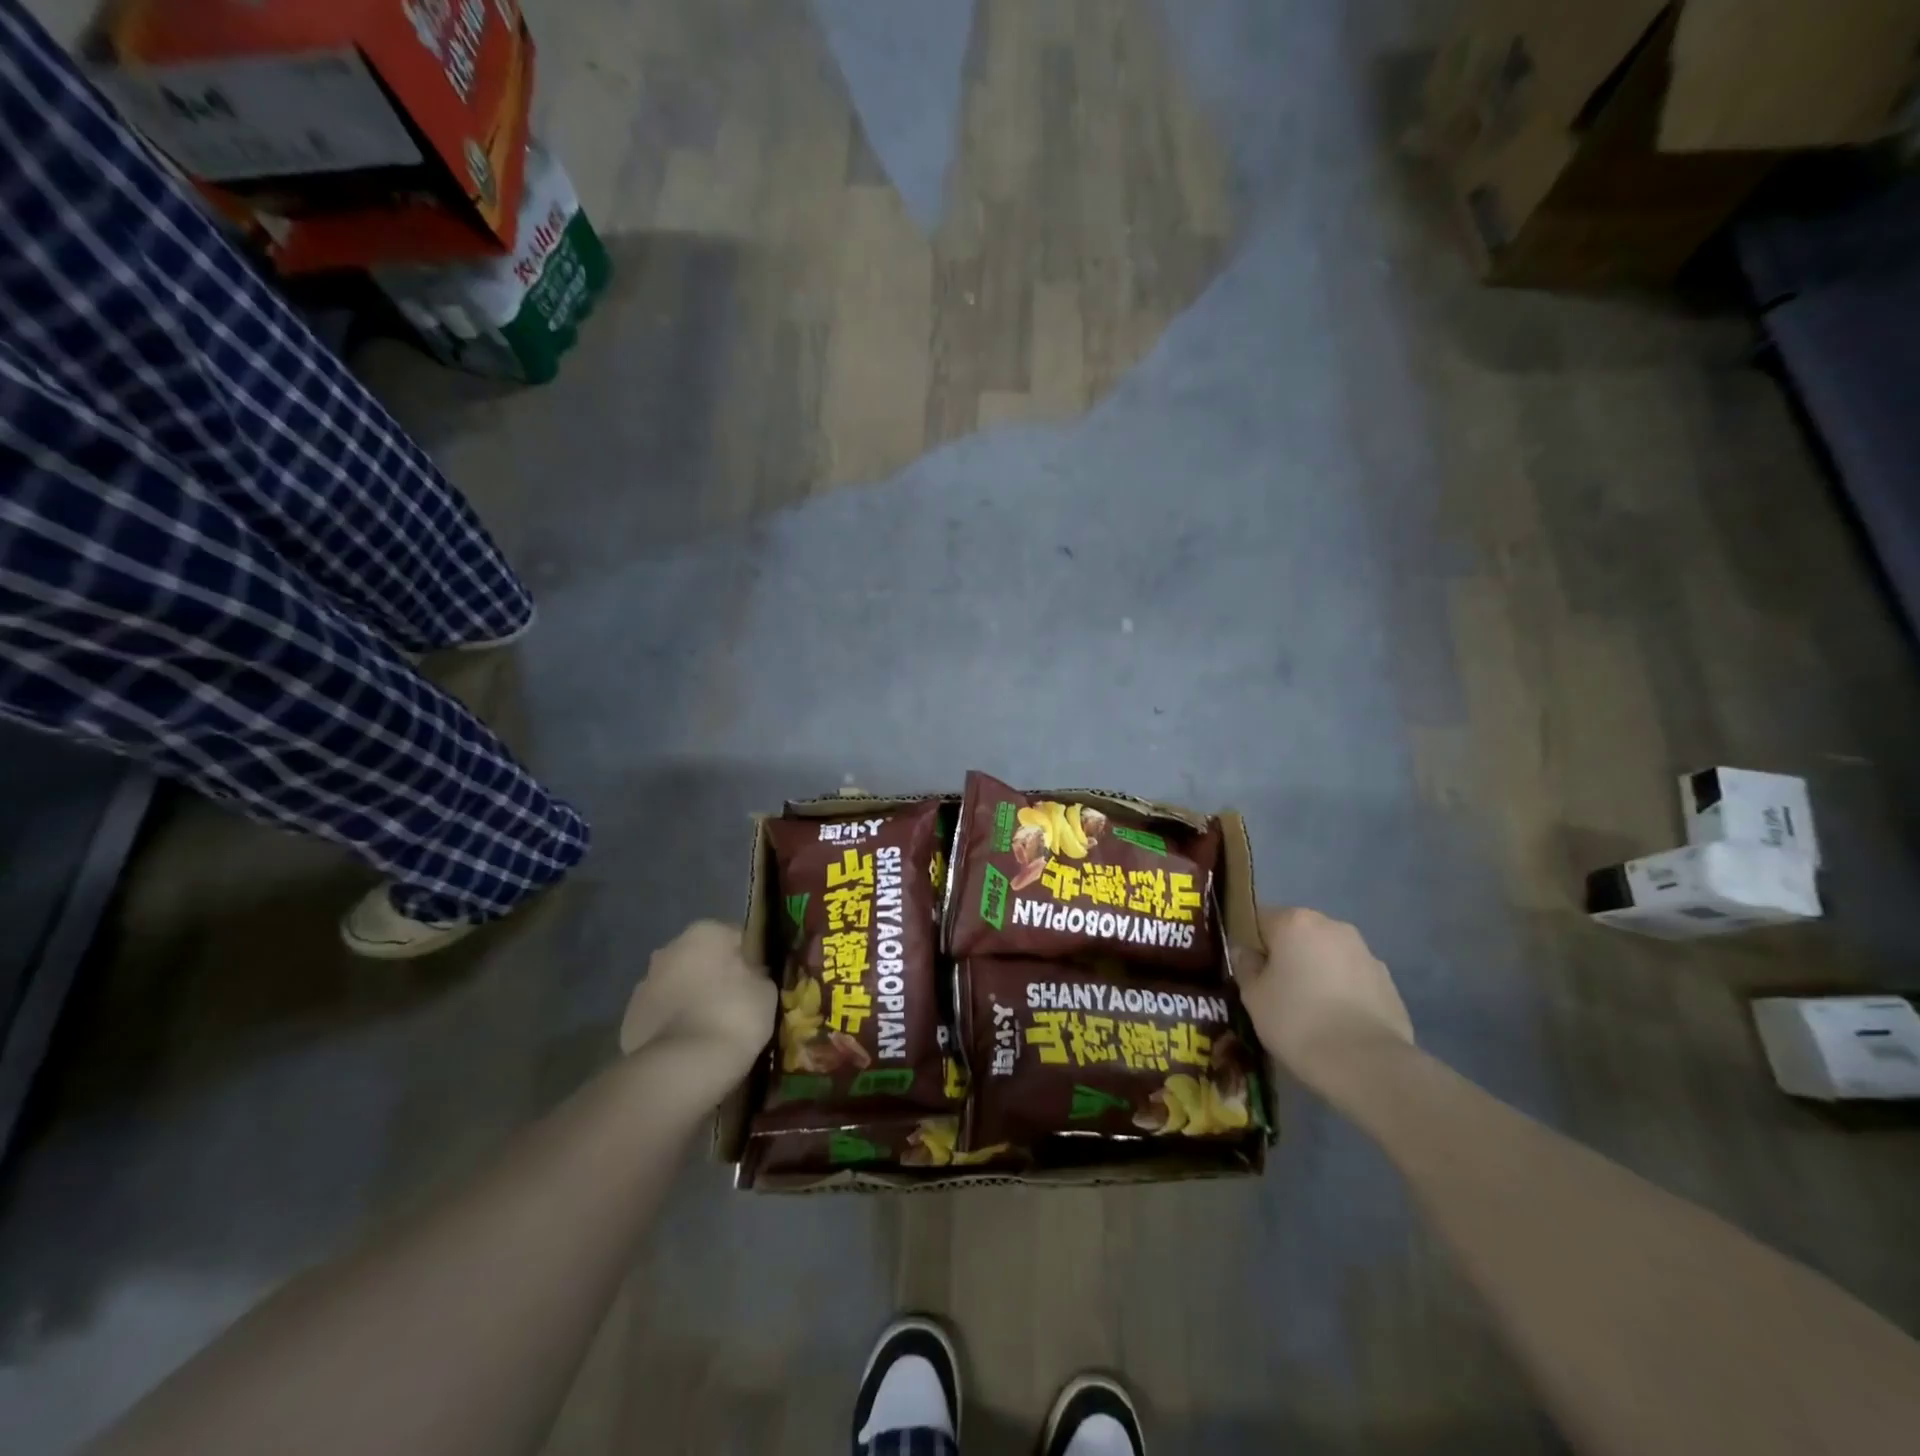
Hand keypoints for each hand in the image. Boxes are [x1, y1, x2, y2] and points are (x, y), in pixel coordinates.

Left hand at [619, 921, 776, 1083]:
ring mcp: (644, 984)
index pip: (735, 937)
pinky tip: (688, 1046)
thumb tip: (749, 975)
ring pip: (676, 986)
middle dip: (713, 976)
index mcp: (706, 932)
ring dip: (689, 999)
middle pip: (700, 959)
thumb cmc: (734, 1016)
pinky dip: (672, 1025)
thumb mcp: (766, 991)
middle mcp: (670, 949)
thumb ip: (756, 974)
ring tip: (709, 1030)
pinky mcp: (628, 1019)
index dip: (748, 960)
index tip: (756, 983)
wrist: (681, 1068)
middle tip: (733, 1006)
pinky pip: (660, 1015)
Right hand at [1235, 907, 1412, 1088]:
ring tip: (1310, 1012)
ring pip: (1328, 956)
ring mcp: (1366, 953)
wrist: (1366, 1064)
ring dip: (1317, 973)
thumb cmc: (1297, 1021)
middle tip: (1276, 993)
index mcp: (1295, 922)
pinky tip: (1337, 1024)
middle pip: (1297, 935)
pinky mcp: (1389, 983)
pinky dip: (1342, 993)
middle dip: (1286, 957)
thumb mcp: (1253, 996)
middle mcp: (1332, 927)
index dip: (1251, 945)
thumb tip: (1246, 952)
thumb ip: (1245, 966)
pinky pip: (1353, 979)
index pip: (1260, 920)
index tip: (1249, 973)